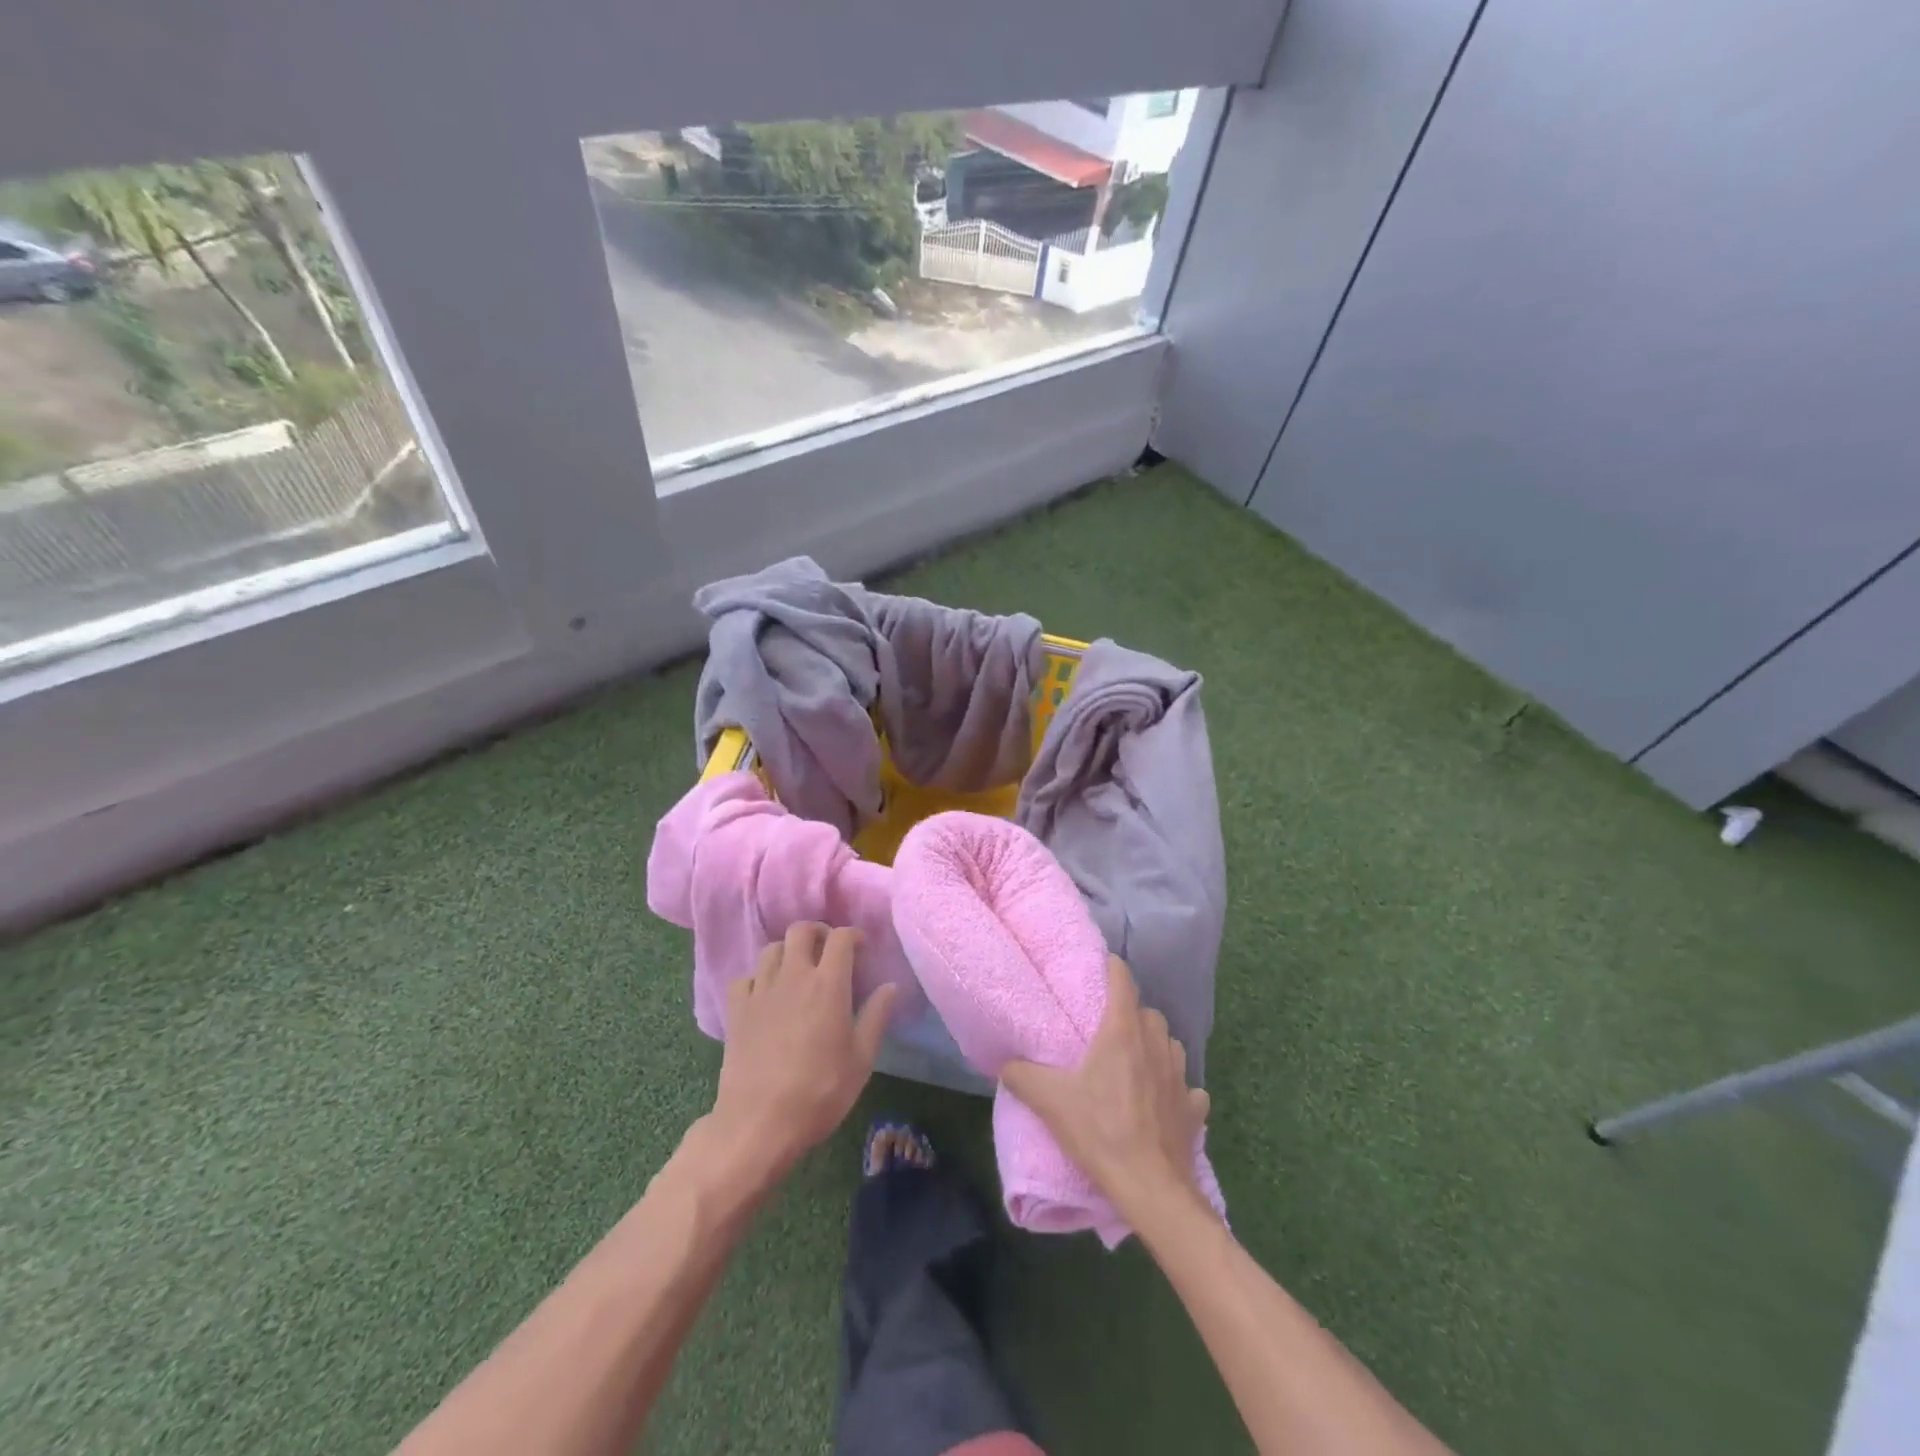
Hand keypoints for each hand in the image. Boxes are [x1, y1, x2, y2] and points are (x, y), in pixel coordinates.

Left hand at [710, 923, 897, 1171]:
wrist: (759, 1122)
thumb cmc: (820, 1092)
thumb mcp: (861, 1059)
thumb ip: (876, 1016)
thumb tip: (890, 986)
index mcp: (828, 984)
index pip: (841, 937)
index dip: (853, 935)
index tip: (861, 948)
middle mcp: (793, 976)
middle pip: (801, 930)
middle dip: (818, 932)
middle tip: (828, 950)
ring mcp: (761, 991)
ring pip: (771, 948)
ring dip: (788, 951)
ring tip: (798, 970)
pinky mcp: (737, 1010)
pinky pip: (745, 978)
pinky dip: (758, 978)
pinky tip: (766, 995)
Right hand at [1002, 956, 1211, 1221]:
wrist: (1150, 1188)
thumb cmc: (1100, 1133)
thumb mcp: (1050, 1102)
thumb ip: (1022, 1075)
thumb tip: (1004, 1062)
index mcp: (1122, 1032)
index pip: (1123, 981)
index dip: (1113, 969)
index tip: (1101, 966)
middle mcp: (1156, 1044)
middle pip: (1148, 1012)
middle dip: (1131, 1012)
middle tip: (1109, 1028)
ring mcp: (1181, 1077)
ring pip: (1170, 1044)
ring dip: (1155, 1046)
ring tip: (1136, 1061)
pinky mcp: (1194, 1109)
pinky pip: (1188, 1088)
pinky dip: (1177, 1088)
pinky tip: (1164, 1101)